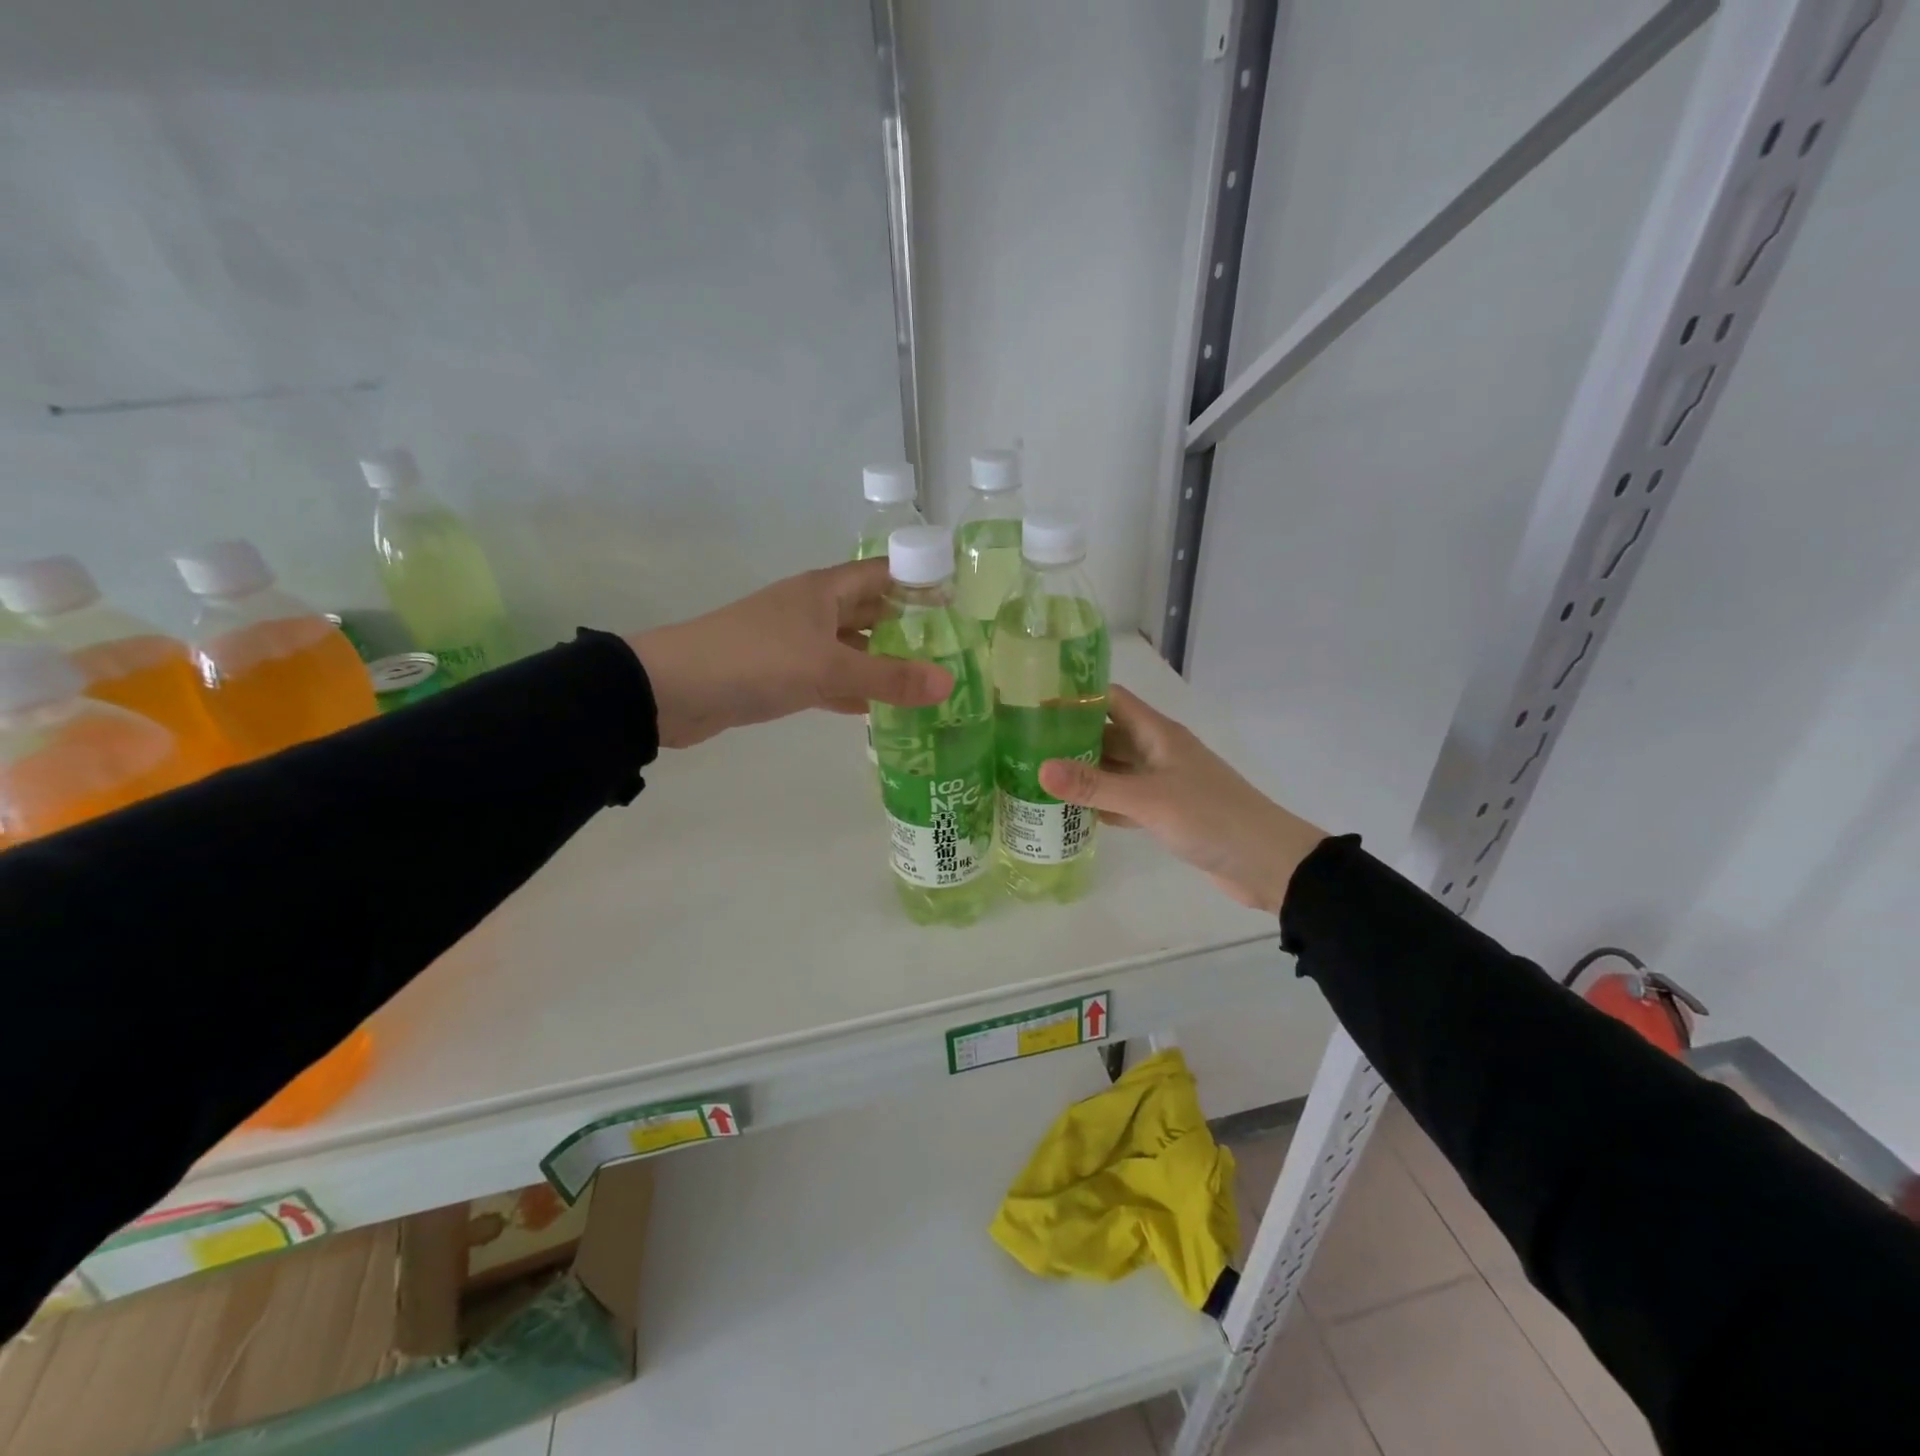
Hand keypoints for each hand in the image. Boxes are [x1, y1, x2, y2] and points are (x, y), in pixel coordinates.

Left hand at [629, 559, 951, 748]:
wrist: (673, 689)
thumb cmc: (755, 661)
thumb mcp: (828, 668)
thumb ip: (888, 678)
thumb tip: (949, 683)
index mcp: (825, 590)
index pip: (886, 574)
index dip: (922, 583)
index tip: (961, 606)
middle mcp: (814, 610)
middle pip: (872, 612)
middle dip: (909, 629)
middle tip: (953, 654)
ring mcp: (796, 643)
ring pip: (852, 649)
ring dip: (883, 664)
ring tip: (927, 684)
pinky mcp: (782, 675)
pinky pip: (830, 679)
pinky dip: (853, 692)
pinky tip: (879, 711)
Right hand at [1039, 685, 1326, 913]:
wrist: (1267, 863)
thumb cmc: (1211, 818)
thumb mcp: (1149, 799)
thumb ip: (1095, 785)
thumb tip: (1040, 769)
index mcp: (1158, 734)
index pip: (1111, 699)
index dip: (1076, 696)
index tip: (1033, 703)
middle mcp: (1157, 752)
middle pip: (1106, 735)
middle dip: (1069, 738)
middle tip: (1022, 746)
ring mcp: (1161, 783)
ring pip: (1113, 770)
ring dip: (1081, 774)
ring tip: (1034, 777)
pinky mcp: (1164, 813)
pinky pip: (1123, 800)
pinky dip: (1099, 804)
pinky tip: (1070, 813)